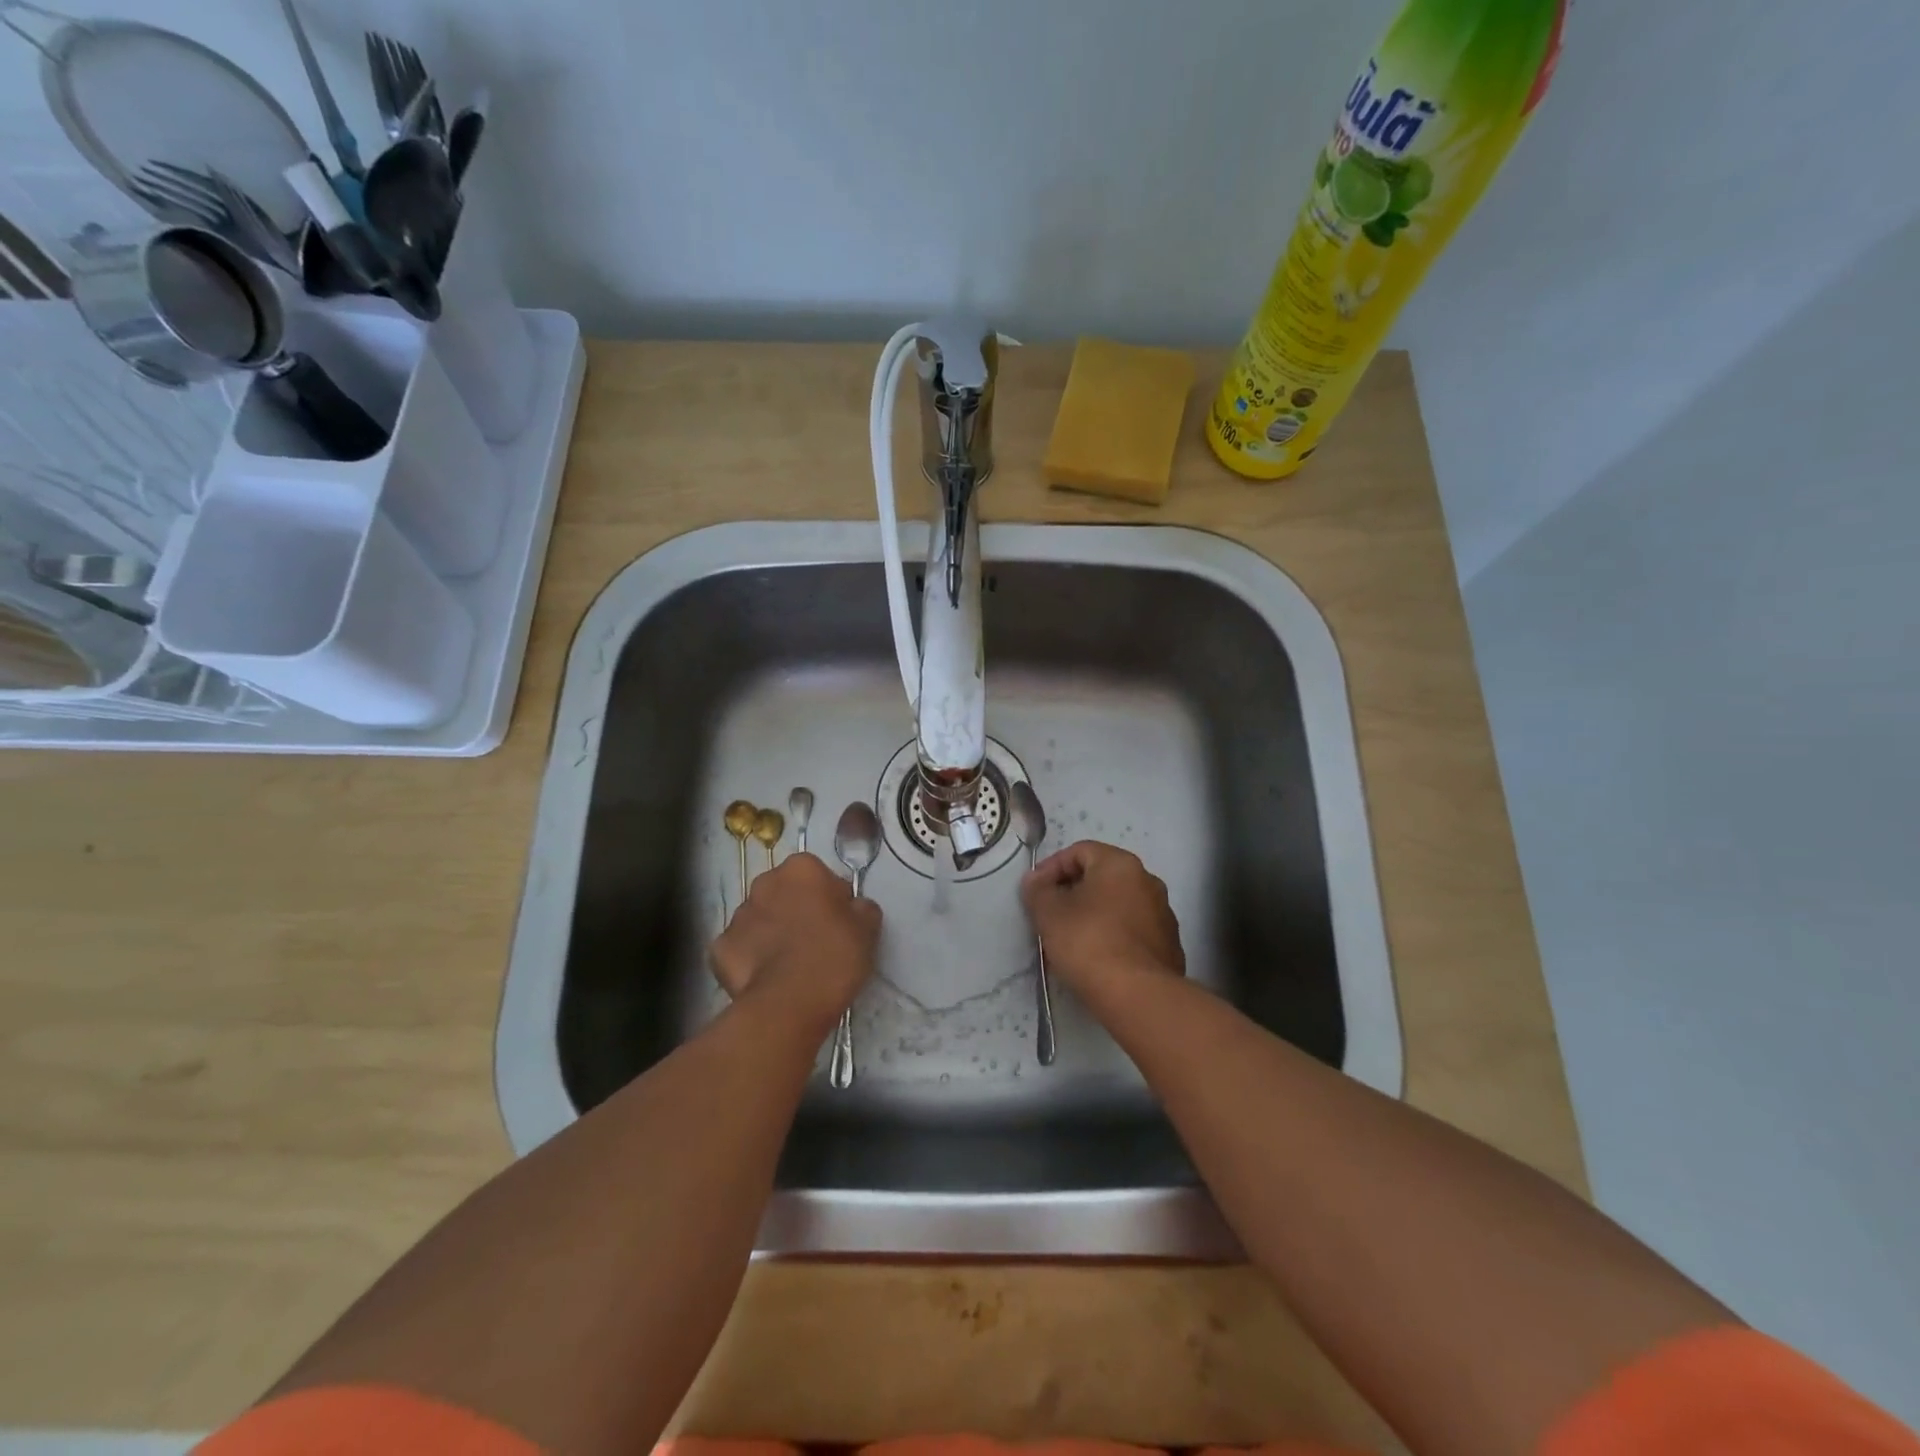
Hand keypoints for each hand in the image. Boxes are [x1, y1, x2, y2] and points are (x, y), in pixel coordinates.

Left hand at [710, 852, 880, 1034]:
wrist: (788, 1003)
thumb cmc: (833, 956)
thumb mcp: (868, 928)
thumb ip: (862, 907)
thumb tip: (853, 907)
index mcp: (802, 868)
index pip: (820, 875)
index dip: (831, 899)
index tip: (839, 924)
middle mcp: (765, 882)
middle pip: (785, 893)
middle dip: (797, 910)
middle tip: (816, 942)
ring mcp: (738, 915)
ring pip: (761, 919)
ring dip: (772, 933)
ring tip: (790, 965)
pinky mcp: (719, 948)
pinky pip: (740, 948)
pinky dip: (750, 959)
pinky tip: (766, 979)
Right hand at [1020, 841, 1184, 1009]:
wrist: (1138, 995)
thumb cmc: (1089, 942)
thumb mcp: (1049, 913)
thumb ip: (1037, 890)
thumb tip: (1036, 881)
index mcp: (1120, 864)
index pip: (1079, 851)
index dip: (1052, 867)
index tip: (1035, 891)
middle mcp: (1148, 880)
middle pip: (1102, 876)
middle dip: (1073, 891)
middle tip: (1051, 913)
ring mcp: (1163, 914)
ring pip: (1119, 904)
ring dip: (1095, 914)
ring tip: (1072, 939)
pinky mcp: (1169, 945)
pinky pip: (1133, 930)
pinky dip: (1114, 935)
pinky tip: (1098, 958)